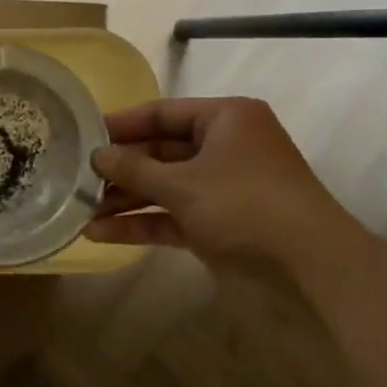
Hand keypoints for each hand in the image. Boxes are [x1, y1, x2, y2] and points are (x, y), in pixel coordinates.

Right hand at [85, 97, 357, 267]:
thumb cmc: (245, 206)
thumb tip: (96, 156)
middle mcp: (225, 148)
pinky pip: (171, 217)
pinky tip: (101, 233)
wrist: (311, 273)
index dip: (121, 124)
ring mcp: (222, 190)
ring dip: (124, 200)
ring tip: (80, 209)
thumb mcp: (182, 183)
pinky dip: (141, 224)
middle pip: (159, 151)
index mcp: (226, 119)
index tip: (82, 135)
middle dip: (119, 168)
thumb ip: (133, 169)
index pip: (162, 112)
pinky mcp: (218, 226)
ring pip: (163, 187)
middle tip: (76, 177)